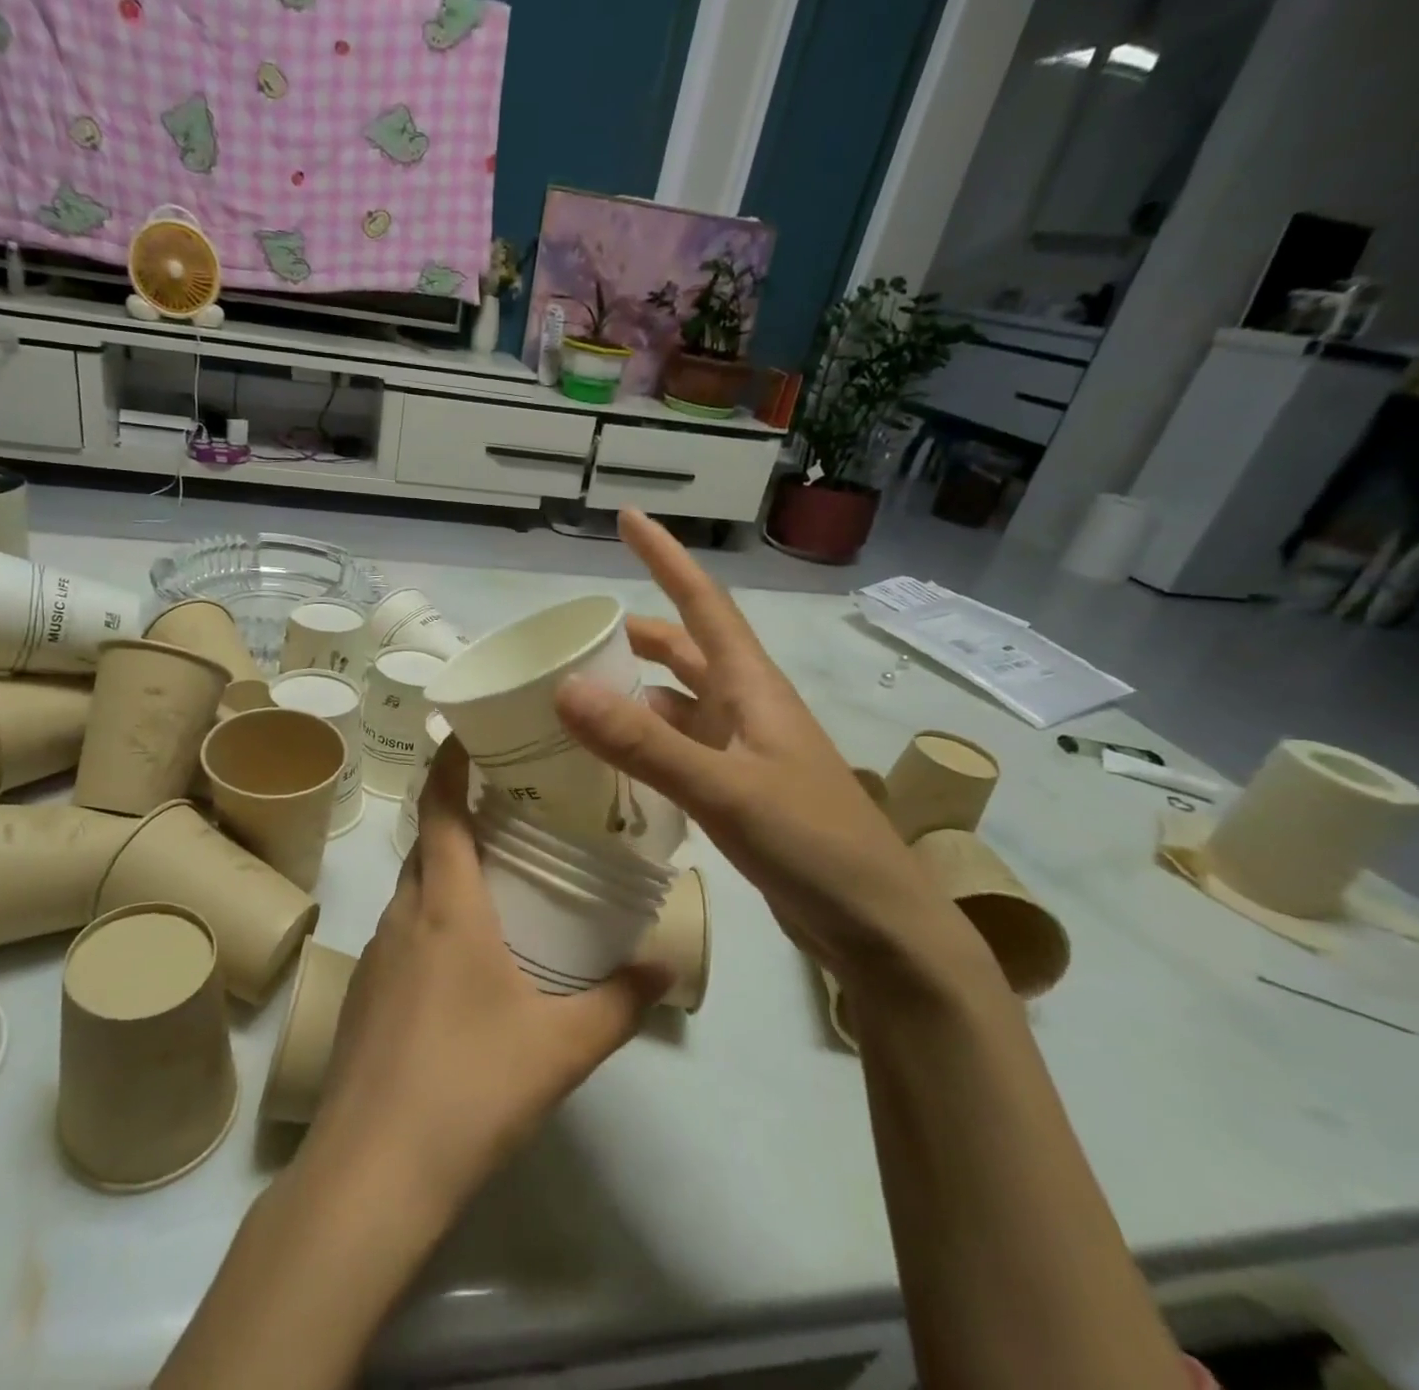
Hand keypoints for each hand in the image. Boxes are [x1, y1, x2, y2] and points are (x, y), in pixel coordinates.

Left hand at [305, 738, 668, 1215]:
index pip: (440, 810)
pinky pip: (400, 933)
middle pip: (425, 845)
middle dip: (457, 816)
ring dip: (443, 871)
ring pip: (410, 890)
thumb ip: (620, 1001)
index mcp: (445, 907)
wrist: (372, 1174)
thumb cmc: (470, 1086)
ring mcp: (375, 957)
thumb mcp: (562, 1045)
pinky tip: (461, 962)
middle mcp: (402, 916)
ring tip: (493, 878)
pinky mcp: (363, 996)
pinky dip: (429, 919)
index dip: (449, 765)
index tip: (466, 732)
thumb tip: (667, 963)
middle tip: (507, 808)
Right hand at [554, 511, 988, 990]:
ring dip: (637, 690)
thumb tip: (566, 688)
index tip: (628, 518)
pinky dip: (645, 742)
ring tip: (581, 696)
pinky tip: (615, 761)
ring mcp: (744, 751)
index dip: (666, 557)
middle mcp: (748, 708)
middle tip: (579, 634)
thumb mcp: (725, 790)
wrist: (878, 927)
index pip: (704, 603)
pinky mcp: (739, 790)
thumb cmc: (814, 844)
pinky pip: (680, 748)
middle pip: (687, 650)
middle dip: (637, 633)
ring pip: (680, 702)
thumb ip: (644, 743)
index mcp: (752, 687)